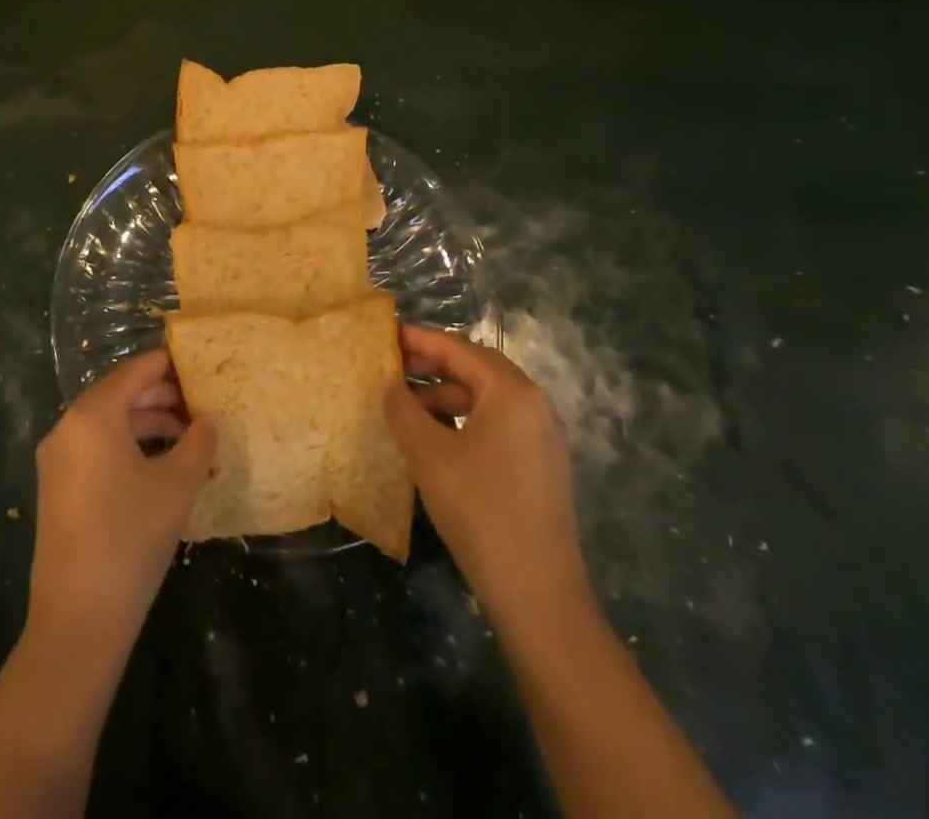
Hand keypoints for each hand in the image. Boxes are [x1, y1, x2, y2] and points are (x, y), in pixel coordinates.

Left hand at [28, 349, 217, 647]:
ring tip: (188, 439)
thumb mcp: (176, 485)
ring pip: (109, 424)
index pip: (134, 371)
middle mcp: (68, 428)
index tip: (199, 366)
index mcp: (92, 415)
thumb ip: (198, 442)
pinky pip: (96, 449)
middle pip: (120, 395)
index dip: (168, 365)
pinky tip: (160, 467)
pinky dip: (128, 447)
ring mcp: (58, 460)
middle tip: (201, 406)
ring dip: (147, 425)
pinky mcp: (57, 489)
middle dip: (161, 398)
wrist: (78, 619)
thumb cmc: (131, 537)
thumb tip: (210, 419)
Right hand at [383, 326, 589, 624]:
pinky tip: (437, 433)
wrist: (537, 592)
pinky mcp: (542, 462)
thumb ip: (403, 408)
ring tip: (407, 403)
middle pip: (477, 366)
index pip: (458, 348)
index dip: (419, 339)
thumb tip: (386, 378)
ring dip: (447, 392)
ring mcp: (543, 435)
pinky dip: (466, 416)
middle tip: (393, 365)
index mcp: (511, 392)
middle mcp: (534, 404)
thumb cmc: (479, 510)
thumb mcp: (428, 454)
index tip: (385, 334)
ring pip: (488, 395)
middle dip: (434, 363)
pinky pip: (499, 420)